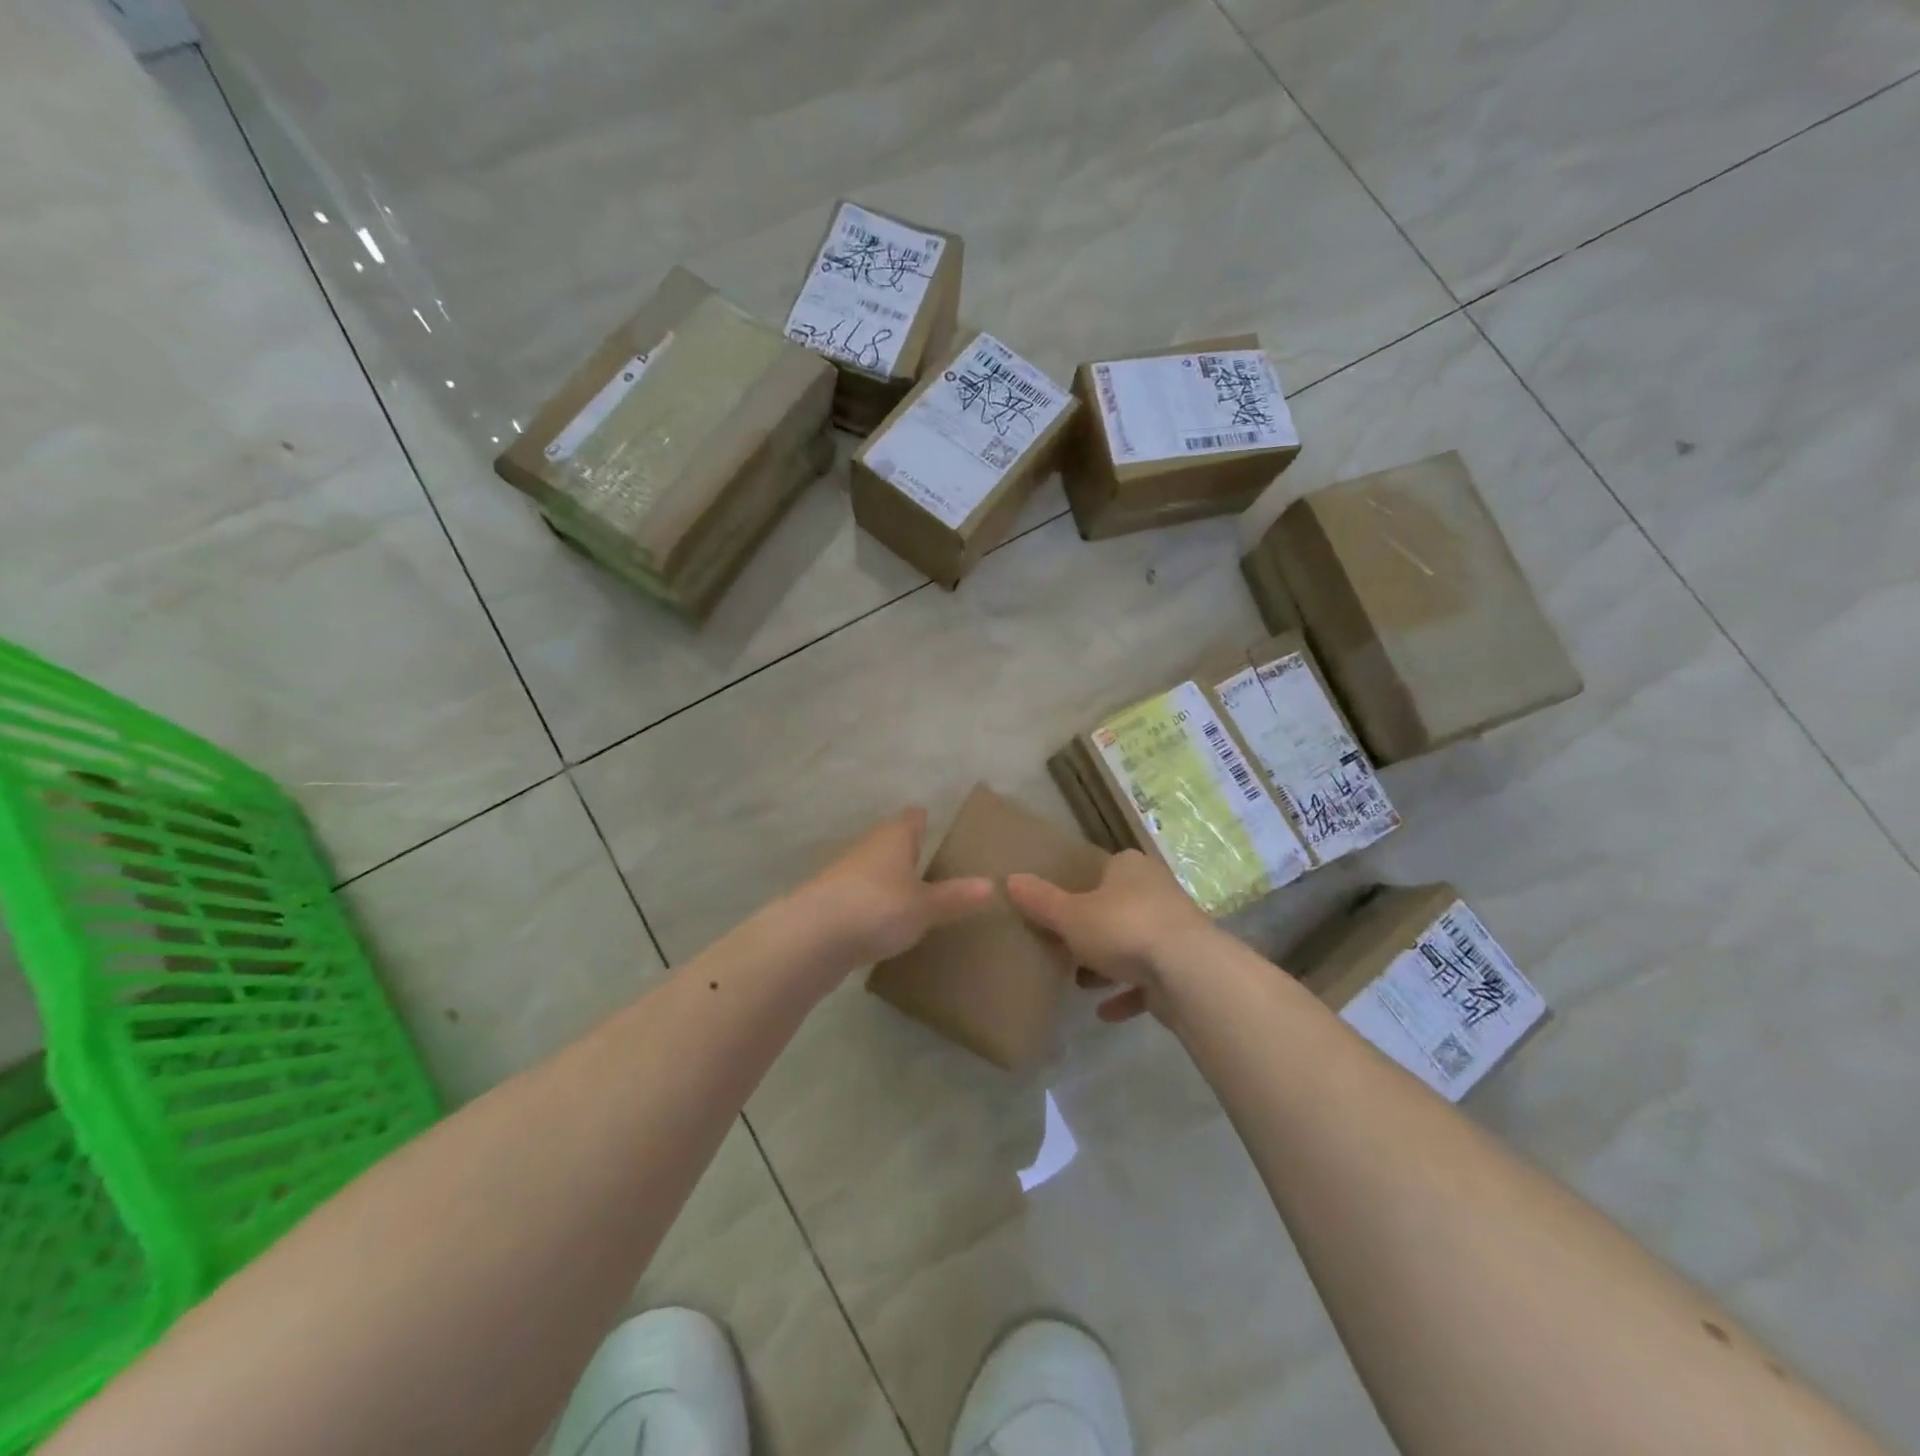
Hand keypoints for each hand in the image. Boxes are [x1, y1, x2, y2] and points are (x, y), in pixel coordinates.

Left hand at [795, 808, 993, 968]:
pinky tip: (886, 925)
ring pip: (875, 870)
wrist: (810, 938)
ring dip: (891, 881)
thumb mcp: (924, 907)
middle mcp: (869, 847)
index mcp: (894, 836)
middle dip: (911, 852)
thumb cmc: (877, 908)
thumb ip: (956, 897)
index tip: (942, 831)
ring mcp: (845, 874)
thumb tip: (992, 885)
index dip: (927, 822)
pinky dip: (874, 906)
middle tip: (939, 870)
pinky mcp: (830, 903)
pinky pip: (861, 897)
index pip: (913, 818)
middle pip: (893, 842)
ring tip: (917, 900)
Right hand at [1006, 850, 1217, 1023]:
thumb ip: (1040, 900)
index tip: (1057, 909)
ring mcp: (1174, 930)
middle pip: (1116, 908)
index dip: (1078, 888)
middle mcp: (1155, 891)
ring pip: (1133, 944)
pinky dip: (1128, 993)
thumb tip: (1010, 879)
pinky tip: (1105, 1012)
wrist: (1188, 972)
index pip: (1101, 870)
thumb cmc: (1123, 927)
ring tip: (1078, 982)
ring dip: (1108, 964)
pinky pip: (1149, 979)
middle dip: (1091, 930)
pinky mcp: (1184, 966)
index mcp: (1129, 868)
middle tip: (1063, 947)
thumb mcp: (1070, 915)